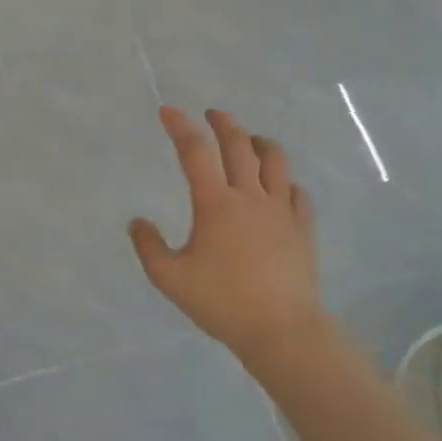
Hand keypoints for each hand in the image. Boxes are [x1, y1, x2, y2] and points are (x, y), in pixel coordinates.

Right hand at [130, 108, 327, 365]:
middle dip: (223, 123)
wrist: (281, 329)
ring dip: (259, 142)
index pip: (195, 152)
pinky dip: (284, 180)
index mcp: (216, 204)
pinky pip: (297, 191)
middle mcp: (250, 196)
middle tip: (212, 114)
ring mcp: (282, 210)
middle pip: (239, 145)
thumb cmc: (222, 302)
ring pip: (275, 160)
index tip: (168, 111)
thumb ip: (149, 247)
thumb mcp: (170, 278)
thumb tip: (138, 222)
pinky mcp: (303, 227)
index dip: (180, 126)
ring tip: (250, 140)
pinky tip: (280, 186)